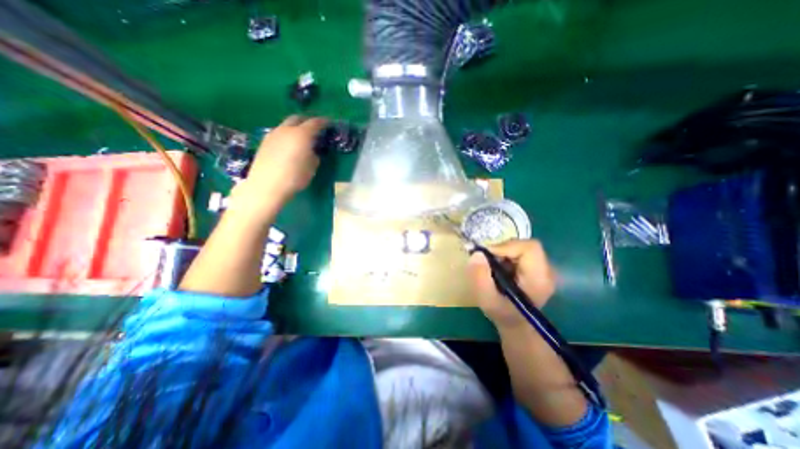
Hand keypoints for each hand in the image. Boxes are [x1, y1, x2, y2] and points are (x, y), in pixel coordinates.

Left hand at [232, 116, 326, 217]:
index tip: (329, 124)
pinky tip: (289, 146)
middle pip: (298, 118)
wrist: (266, 186)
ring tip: (301, 139)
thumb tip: (311, 152)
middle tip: (315, 129)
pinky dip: (287, 135)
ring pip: (287, 125)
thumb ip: (314, 156)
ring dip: (295, 128)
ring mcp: (273, 134)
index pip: (315, 123)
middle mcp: (286, 130)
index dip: (323, 122)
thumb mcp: (312, 168)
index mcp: (301, 135)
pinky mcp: (264, 142)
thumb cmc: (294, 178)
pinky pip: (279, 133)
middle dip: (307, 121)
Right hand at [469, 239, 557, 329]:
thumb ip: (480, 277)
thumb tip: (477, 253)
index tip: (487, 255)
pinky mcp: (536, 266)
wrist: (516, 324)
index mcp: (539, 279)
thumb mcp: (486, 299)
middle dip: (502, 249)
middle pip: (525, 245)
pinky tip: (499, 268)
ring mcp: (543, 268)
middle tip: (487, 260)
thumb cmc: (503, 314)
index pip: (530, 248)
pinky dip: (505, 255)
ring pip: (521, 246)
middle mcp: (547, 270)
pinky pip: (520, 251)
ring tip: (492, 266)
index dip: (506, 246)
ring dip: (503, 252)